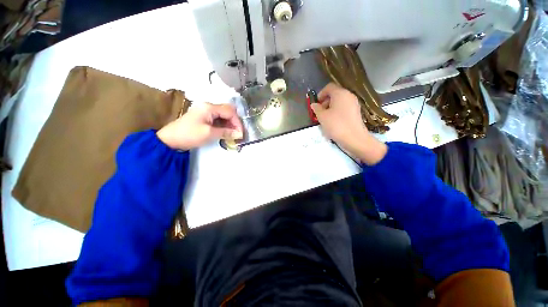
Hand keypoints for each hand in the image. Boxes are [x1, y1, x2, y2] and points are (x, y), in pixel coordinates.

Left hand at [157, 102, 242, 149]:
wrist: (170, 139)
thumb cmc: (190, 135)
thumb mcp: (209, 134)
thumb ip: (226, 132)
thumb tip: (239, 134)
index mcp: (209, 107)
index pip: (230, 112)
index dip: (237, 122)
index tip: (240, 133)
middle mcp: (208, 106)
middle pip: (227, 111)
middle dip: (234, 122)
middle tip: (237, 133)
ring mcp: (205, 110)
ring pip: (223, 115)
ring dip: (229, 124)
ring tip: (232, 134)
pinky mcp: (204, 116)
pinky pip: (218, 118)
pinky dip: (223, 125)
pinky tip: (225, 132)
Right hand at [311, 83, 386, 164]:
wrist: (354, 138)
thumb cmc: (336, 125)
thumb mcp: (322, 117)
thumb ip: (316, 109)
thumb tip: (314, 104)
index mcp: (340, 93)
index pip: (329, 87)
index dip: (320, 94)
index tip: (316, 104)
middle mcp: (349, 96)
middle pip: (334, 94)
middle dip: (325, 102)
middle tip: (319, 112)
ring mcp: (354, 104)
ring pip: (339, 102)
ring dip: (330, 108)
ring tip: (325, 119)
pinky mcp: (356, 112)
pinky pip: (344, 108)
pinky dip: (337, 112)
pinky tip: (333, 122)